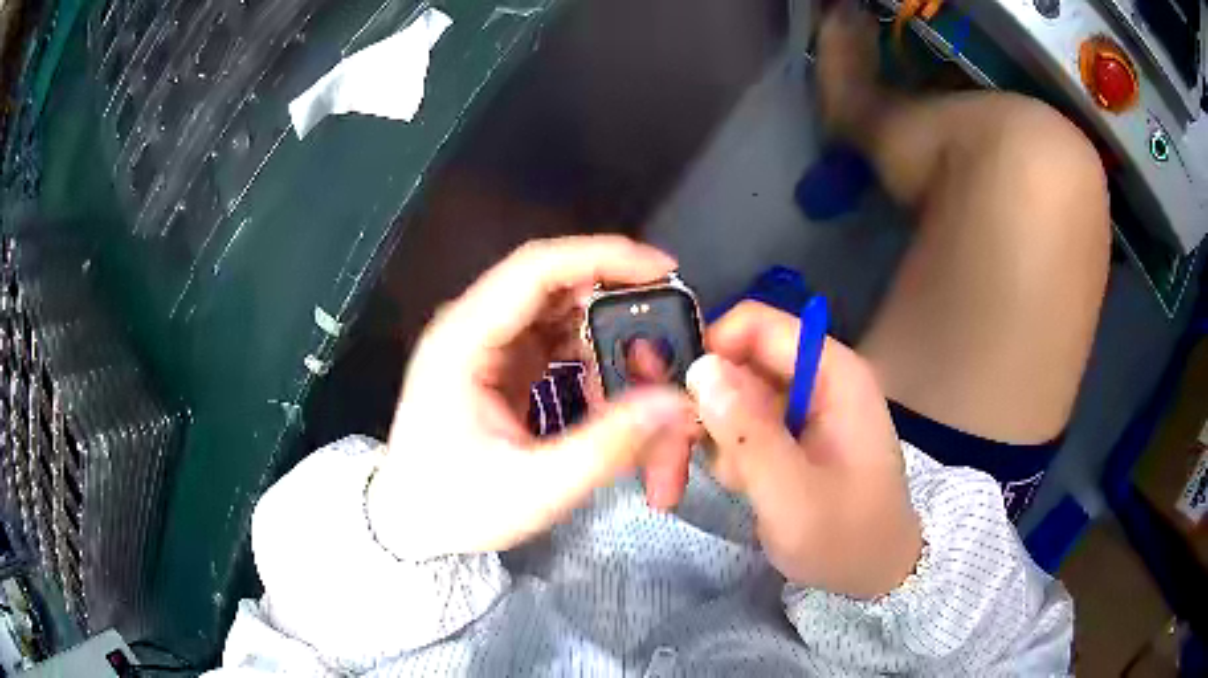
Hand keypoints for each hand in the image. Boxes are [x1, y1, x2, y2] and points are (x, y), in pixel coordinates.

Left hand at [367, 236, 697, 559]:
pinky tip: (614, 381)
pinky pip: (554, 338)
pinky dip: (591, 351)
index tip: (662, 268)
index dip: (603, 257)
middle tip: (666, 324)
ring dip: (606, 326)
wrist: (412, 523)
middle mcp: (472, 327)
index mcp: (463, 340)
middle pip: (552, 281)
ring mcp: (485, 343)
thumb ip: (608, 445)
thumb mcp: (536, 486)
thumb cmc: (457, 506)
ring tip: (648, 360)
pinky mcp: (499, 363)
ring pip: (558, 308)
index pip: (536, 268)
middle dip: (615, 295)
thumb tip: (676, 403)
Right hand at [688, 301, 920, 598]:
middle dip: (694, 411)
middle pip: (734, 364)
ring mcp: (801, 408)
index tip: (672, 402)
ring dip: (703, 439)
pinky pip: (739, 425)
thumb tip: (700, 368)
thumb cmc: (847, 539)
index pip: (757, 325)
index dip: (708, 351)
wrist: (874, 573)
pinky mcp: (790, 434)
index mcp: (831, 374)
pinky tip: (731, 488)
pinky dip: (721, 454)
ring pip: (729, 398)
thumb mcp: (793, 496)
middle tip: (662, 467)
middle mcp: (814, 379)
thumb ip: (748, 433)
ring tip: (691, 487)